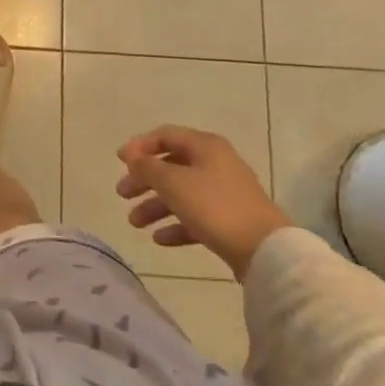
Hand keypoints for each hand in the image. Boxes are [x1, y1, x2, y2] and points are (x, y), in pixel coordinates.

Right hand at [116, 126, 291, 279]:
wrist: (265, 250)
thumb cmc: (215, 206)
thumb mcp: (173, 182)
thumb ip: (148, 167)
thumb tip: (134, 159)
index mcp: (205, 146)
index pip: (165, 135)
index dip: (140, 146)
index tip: (120, 161)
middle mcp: (215, 164)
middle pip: (171, 166)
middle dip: (144, 180)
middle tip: (122, 194)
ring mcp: (224, 193)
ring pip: (181, 193)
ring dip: (155, 206)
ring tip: (135, 223)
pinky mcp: (229, 221)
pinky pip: (195, 217)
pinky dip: (176, 225)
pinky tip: (159, 239)